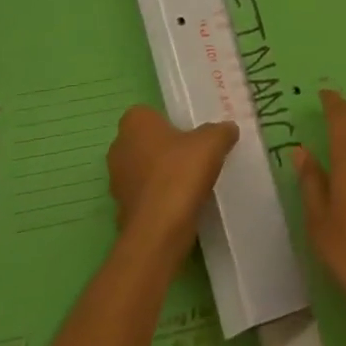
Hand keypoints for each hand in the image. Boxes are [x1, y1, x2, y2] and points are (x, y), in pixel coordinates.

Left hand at [107, 106, 236, 258]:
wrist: (159, 231)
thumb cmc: (180, 173)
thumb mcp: (212, 143)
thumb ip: (221, 131)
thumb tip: (228, 129)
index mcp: (135, 122)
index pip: (151, 114)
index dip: (171, 123)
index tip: (191, 135)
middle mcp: (119, 147)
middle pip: (146, 142)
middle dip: (165, 149)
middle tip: (193, 157)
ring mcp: (116, 181)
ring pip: (143, 170)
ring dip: (161, 176)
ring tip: (189, 183)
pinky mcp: (121, 211)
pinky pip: (144, 198)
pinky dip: (157, 201)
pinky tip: (179, 206)